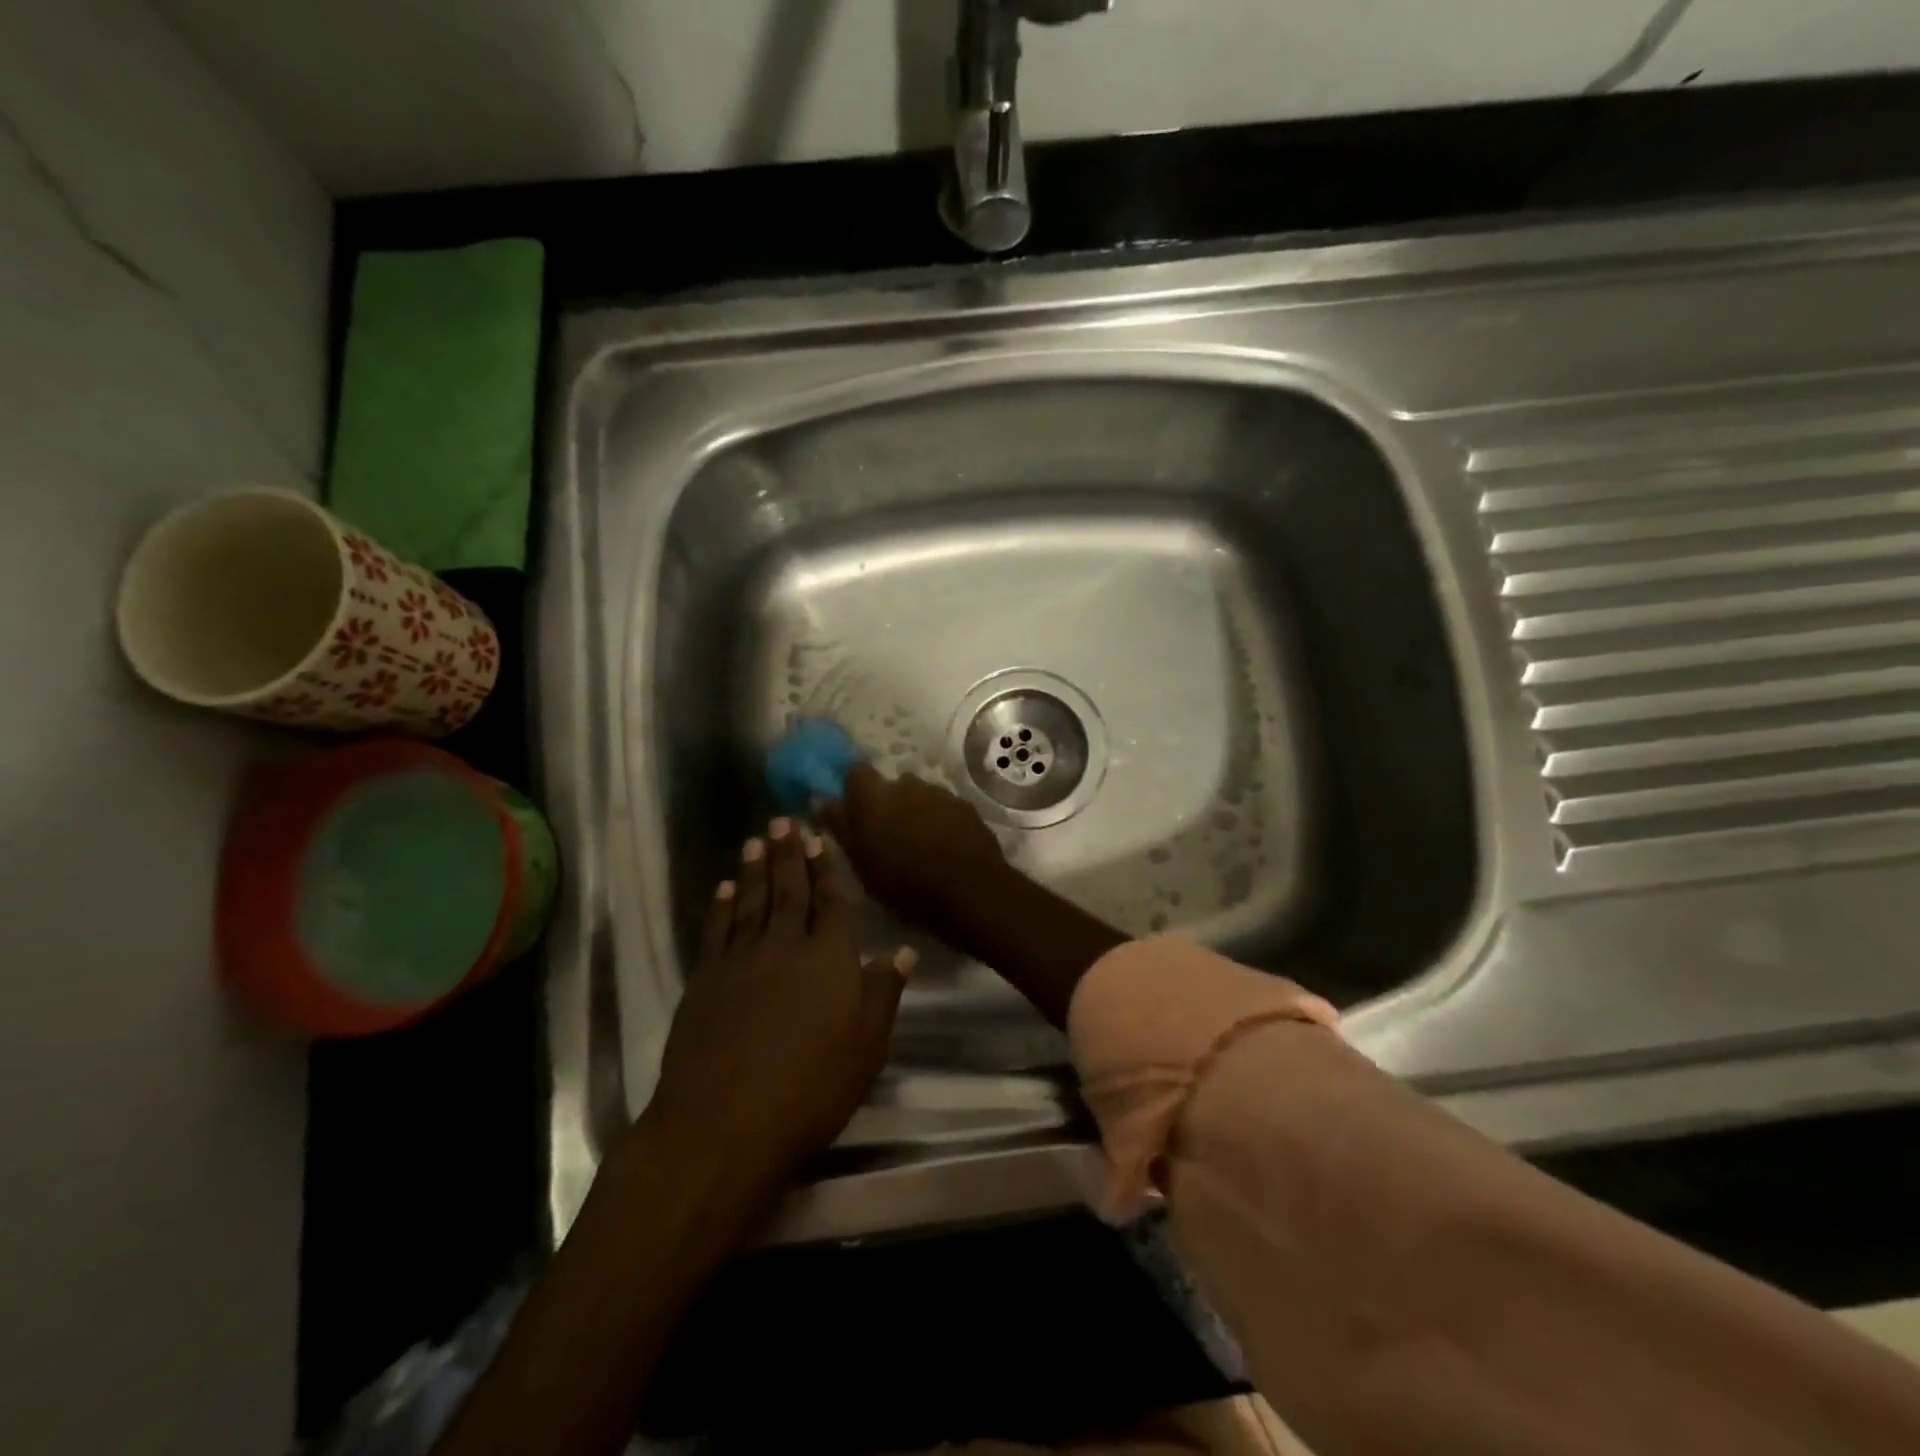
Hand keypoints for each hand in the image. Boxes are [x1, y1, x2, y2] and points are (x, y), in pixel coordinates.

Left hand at [645, 818, 914, 1191]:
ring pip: (752, 901)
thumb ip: (883, 993)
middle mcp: (786, 946)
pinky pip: (717, 930)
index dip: (827, 870)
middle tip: (784, 820)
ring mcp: (741, 959)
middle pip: (790, 891)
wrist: (723, 1123)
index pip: (833, 903)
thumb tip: (902, 950)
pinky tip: (725, 888)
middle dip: (789, 854)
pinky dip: (721, 905)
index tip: (819, 839)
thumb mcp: (866, 1048)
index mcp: (830, 959)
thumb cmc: (809, 1089)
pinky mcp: (705, 979)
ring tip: (756, 840)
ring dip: (755, 869)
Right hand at [819, 762, 1008, 931]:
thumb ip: (841, 827)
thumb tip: (822, 799)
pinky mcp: (965, 805)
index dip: (854, 788)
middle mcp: (907, 785)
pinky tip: (943, 846)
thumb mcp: (862, 864)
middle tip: (887, 837)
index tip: (854, 810)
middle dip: (887, 804)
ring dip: (915, 812)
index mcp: (875, 797)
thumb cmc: (906, 886)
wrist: (971, 892)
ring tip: (918, 844)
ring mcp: (940, 793)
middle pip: (890, 785)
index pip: (855, 771)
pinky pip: (943, 807)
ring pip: (919, 795)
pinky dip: (939, 820)